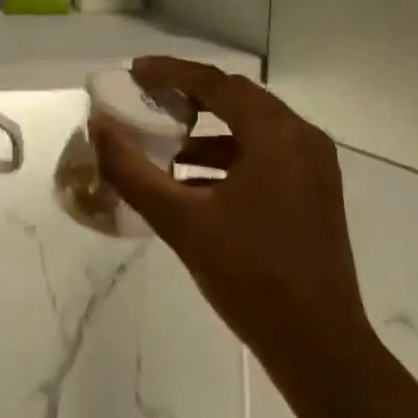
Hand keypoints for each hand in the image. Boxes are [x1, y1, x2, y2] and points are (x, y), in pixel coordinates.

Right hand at [90, 58, 370, 361]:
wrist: (318, 345)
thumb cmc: (250, 275)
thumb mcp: (181, 220)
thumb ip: (132, 171)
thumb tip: (99, 129)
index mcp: (277, 135)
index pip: (218, 84)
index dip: (172, 72)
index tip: (135, 72)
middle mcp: (302, 139)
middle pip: (238, 99)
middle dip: (190, 95)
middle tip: (148, 96)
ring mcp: (314, 167)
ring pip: (253, 128)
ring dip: (209, 129)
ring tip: (164, 140)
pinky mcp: (314, 193)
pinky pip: (265, 155)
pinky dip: (228, 157)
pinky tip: (192, 181)